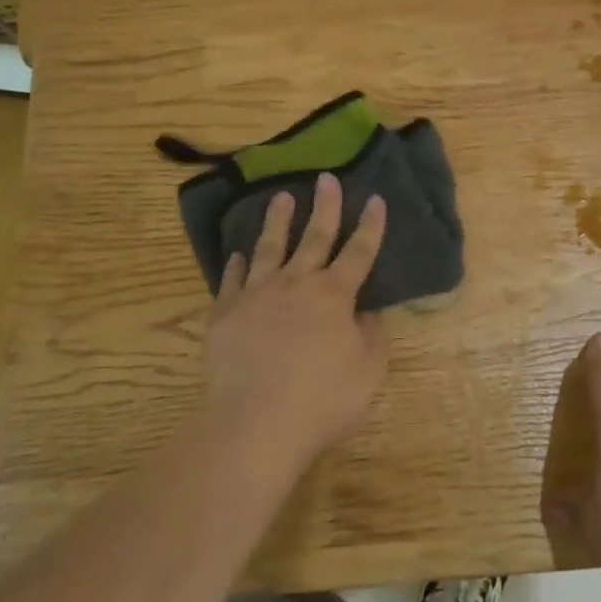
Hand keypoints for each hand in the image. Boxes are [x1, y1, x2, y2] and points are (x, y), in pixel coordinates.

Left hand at [200, 173, 388, 466]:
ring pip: (269, 248)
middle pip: (314, 237)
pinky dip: (237, 265)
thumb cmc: (322, 400)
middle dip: (324, 206)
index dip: (370, 226)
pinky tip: (238, 254)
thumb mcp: (368, 371)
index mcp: (334, 295)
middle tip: (326, 178)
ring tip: (281, 197)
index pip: (359, 252)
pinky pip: (232, 281)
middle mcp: (296, 284)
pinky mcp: (225, 315)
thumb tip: (369, 310)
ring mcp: (256, 296)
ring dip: (277, 221)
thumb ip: (372, 335)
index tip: (375, 199)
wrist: (254, 423)